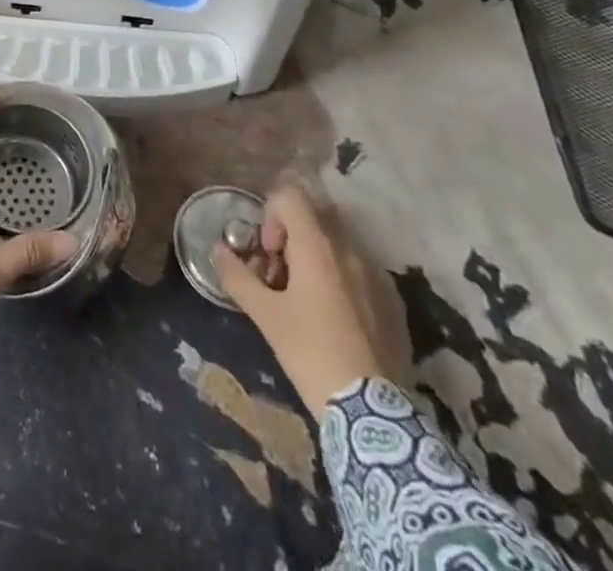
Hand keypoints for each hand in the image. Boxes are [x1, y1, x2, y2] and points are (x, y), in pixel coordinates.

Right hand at [214, 184, 386, 410]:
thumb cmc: (310, 353)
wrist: (372, 415)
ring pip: (337, 247)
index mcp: (317, 246)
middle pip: (313, 220)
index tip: (269, 255)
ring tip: (308, 303)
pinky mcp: (394, 303)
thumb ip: (237, 276)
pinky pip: (360, 273)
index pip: (290, 196)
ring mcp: (377, 276)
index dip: (271, 216)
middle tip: (281, 277)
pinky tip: (337, 323)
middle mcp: (349, 250)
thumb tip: (218, 250)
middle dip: (292, 240)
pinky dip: (343, 282)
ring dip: (317, 261)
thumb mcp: (264, 315)